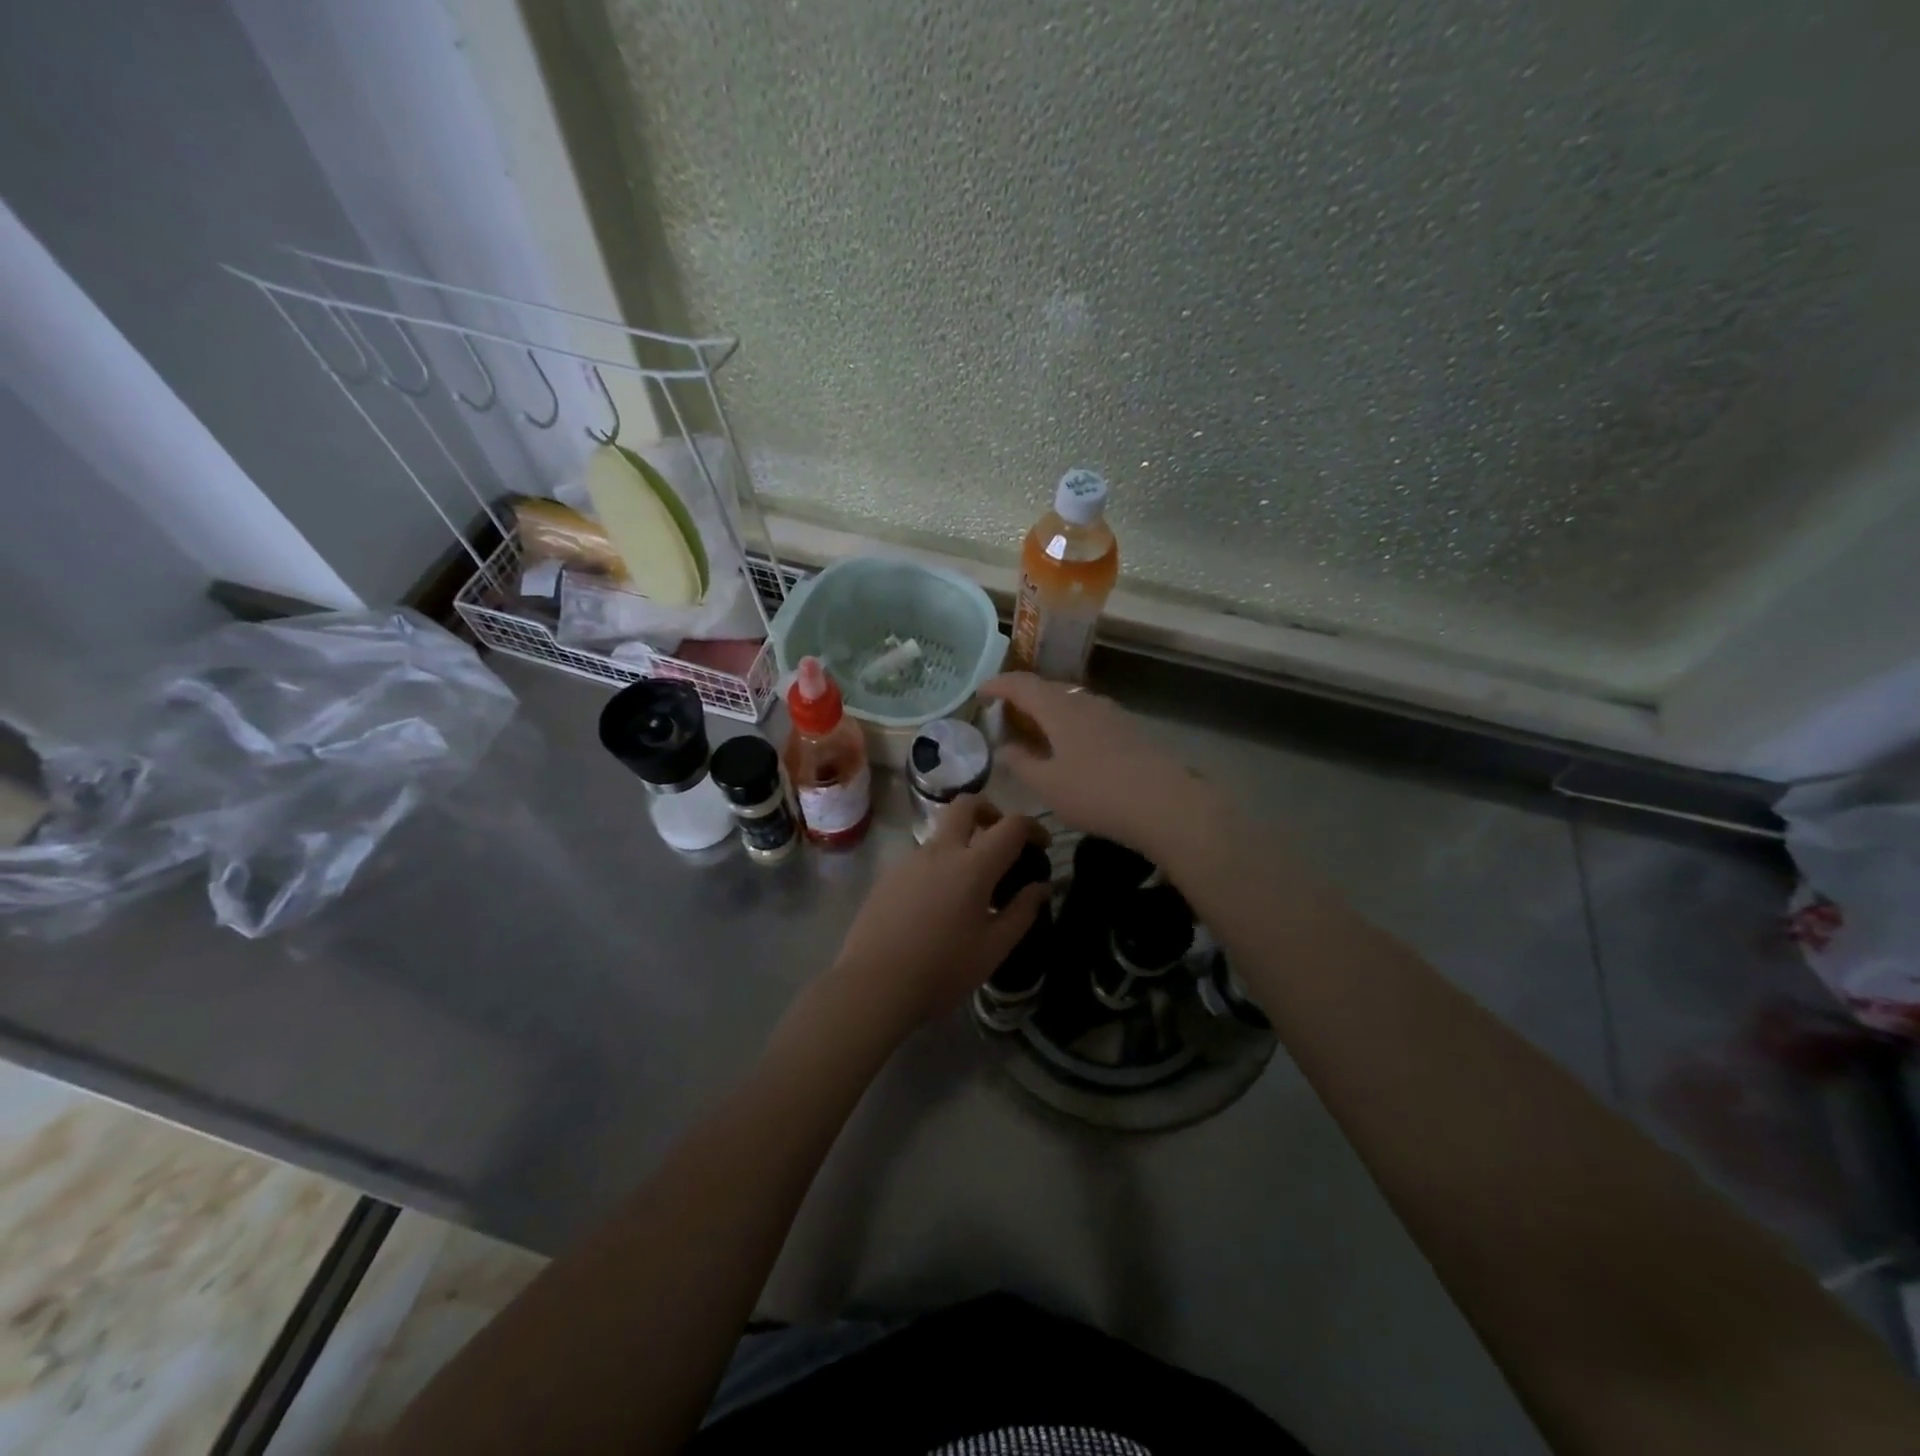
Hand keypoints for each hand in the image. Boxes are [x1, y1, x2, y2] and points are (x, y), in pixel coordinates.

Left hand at [823, 796, 1050, 1043]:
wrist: (873, 984)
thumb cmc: (942, 969)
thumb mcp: (993, 948)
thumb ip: (1022, 912)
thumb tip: (1041, 886)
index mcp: (973, 866)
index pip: (1011, 826)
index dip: (1032, 827)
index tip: (1041, 845)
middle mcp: (940, 851)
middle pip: (966, 805)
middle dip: (990, 811)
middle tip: (1001, 839)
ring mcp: (910, 860)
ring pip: (941, 831)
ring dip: (962, 840)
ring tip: (971, 883)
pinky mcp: (889, 876)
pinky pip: (921, 857)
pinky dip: (939, 864)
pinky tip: (939, 902)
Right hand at [979, 672, 1214, 857]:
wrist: (1165, 803)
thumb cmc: (1096, 793)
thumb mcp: (1047, 785)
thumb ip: (1020, 763)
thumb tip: (1005, 748)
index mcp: (1058, 708)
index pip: (1021, 684)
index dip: (997, 685)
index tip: (979, 693)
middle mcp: (1084, 701)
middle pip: (1046, 689)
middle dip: (1021, 698)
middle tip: (1003, 715)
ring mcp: (1110, 713)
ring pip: (1069, 702)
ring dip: (1047, 710)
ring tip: (1033, 731)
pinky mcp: (1128, 729)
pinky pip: (1087, 715)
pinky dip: (1067, 723)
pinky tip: (1068, 746)